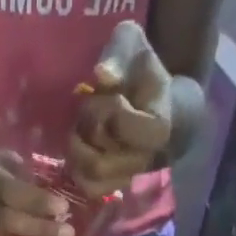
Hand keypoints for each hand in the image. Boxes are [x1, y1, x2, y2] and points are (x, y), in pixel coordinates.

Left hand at [70, 20, 173, 197]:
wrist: (158, 105)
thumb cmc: (143, 73)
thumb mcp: (134, 48)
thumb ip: (120, 54)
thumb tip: (102, 74)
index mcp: (157, 128)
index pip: (118, 122)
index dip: (105, 107)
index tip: (110, 95)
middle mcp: (144, 160)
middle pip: (99, 155)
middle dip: (86, 130)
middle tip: (87, 112)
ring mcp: (129, 178)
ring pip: (90, 176)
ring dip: (77, 151)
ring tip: (82, 130)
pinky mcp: (114, 187)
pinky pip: (88, 188)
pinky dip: (77, 170)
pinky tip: (80, 148)